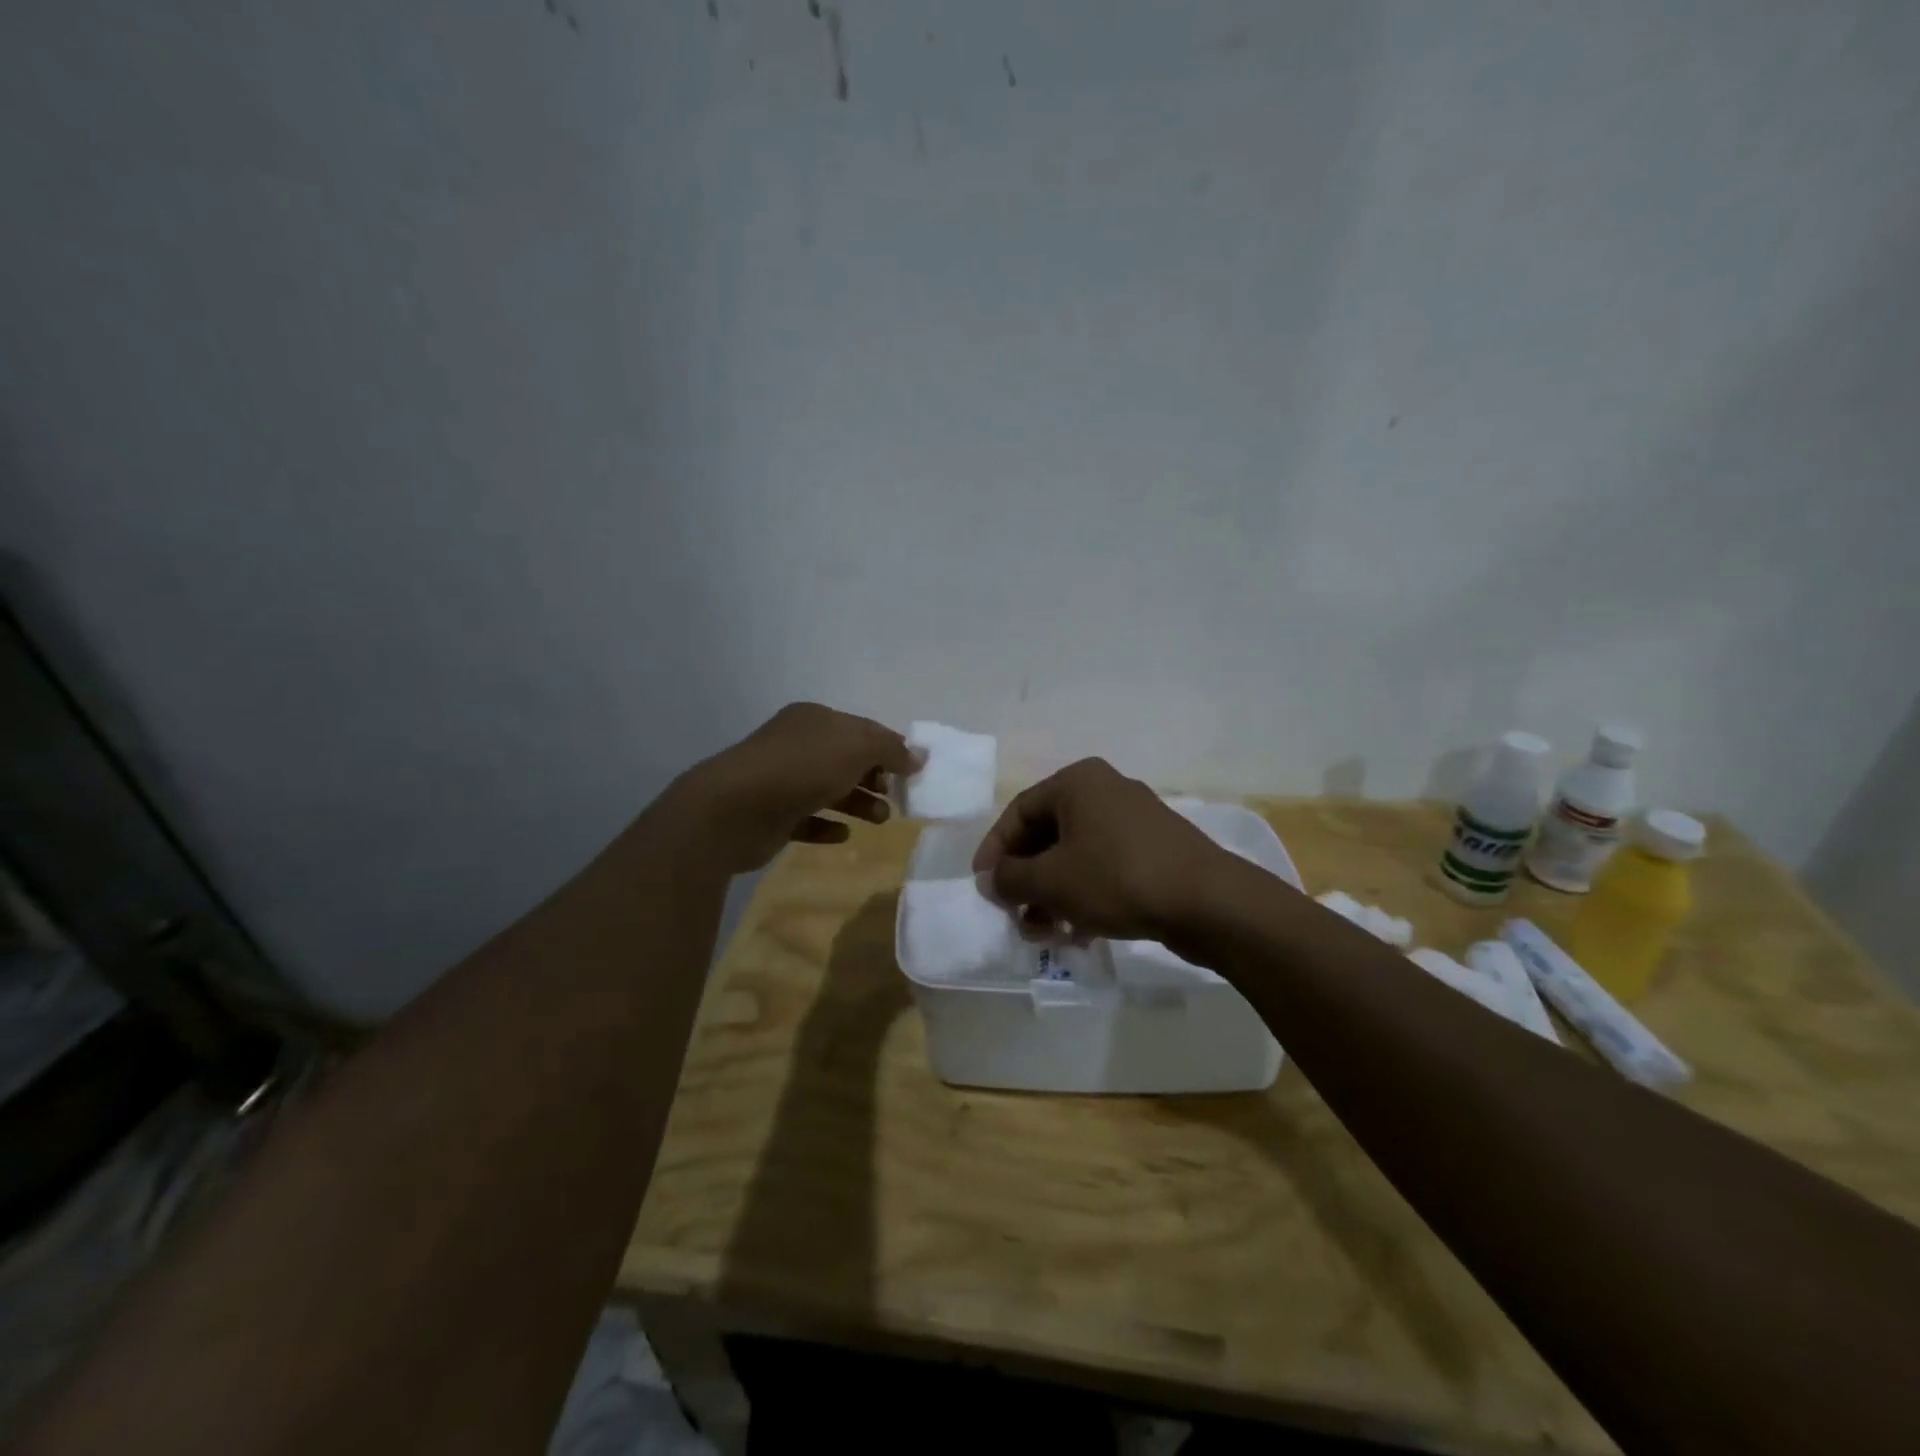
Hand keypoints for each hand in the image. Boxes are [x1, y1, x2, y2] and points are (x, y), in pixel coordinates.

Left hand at [668, 703, 912, 871]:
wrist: (734, 809)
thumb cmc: (801, 768)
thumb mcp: (855, 747)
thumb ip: (890, 749)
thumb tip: (918, 756)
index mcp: (814, 719)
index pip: (862, 729)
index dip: (890, 748)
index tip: (914, 772)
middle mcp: (797, 745)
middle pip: (847, 760)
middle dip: (876, 778)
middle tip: (896, 799)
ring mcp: (782, 780)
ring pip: (830, 790)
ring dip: (859, 803)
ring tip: (880, 820)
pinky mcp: (773, 815)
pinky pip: (808, 819)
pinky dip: (828, 825)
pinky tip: (843, 835)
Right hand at [971, 758, 1233, 941]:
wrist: (1207, 902)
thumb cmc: (1116, 878)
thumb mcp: (1051, 880)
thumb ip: (1010, 878)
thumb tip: (990, 879)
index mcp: (1077, 782)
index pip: (1019, 811)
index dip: (995, 850)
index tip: (984, 886)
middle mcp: (1105, 790)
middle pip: (1048, 834)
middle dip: (1027, 879)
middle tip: (1014, 915)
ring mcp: (1134, 820)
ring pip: (1077, 855)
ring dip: (1053, 894)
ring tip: (1044, 933)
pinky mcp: (1155, 850)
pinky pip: (1105, 867)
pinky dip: (1085, 895)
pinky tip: (1080, 934)